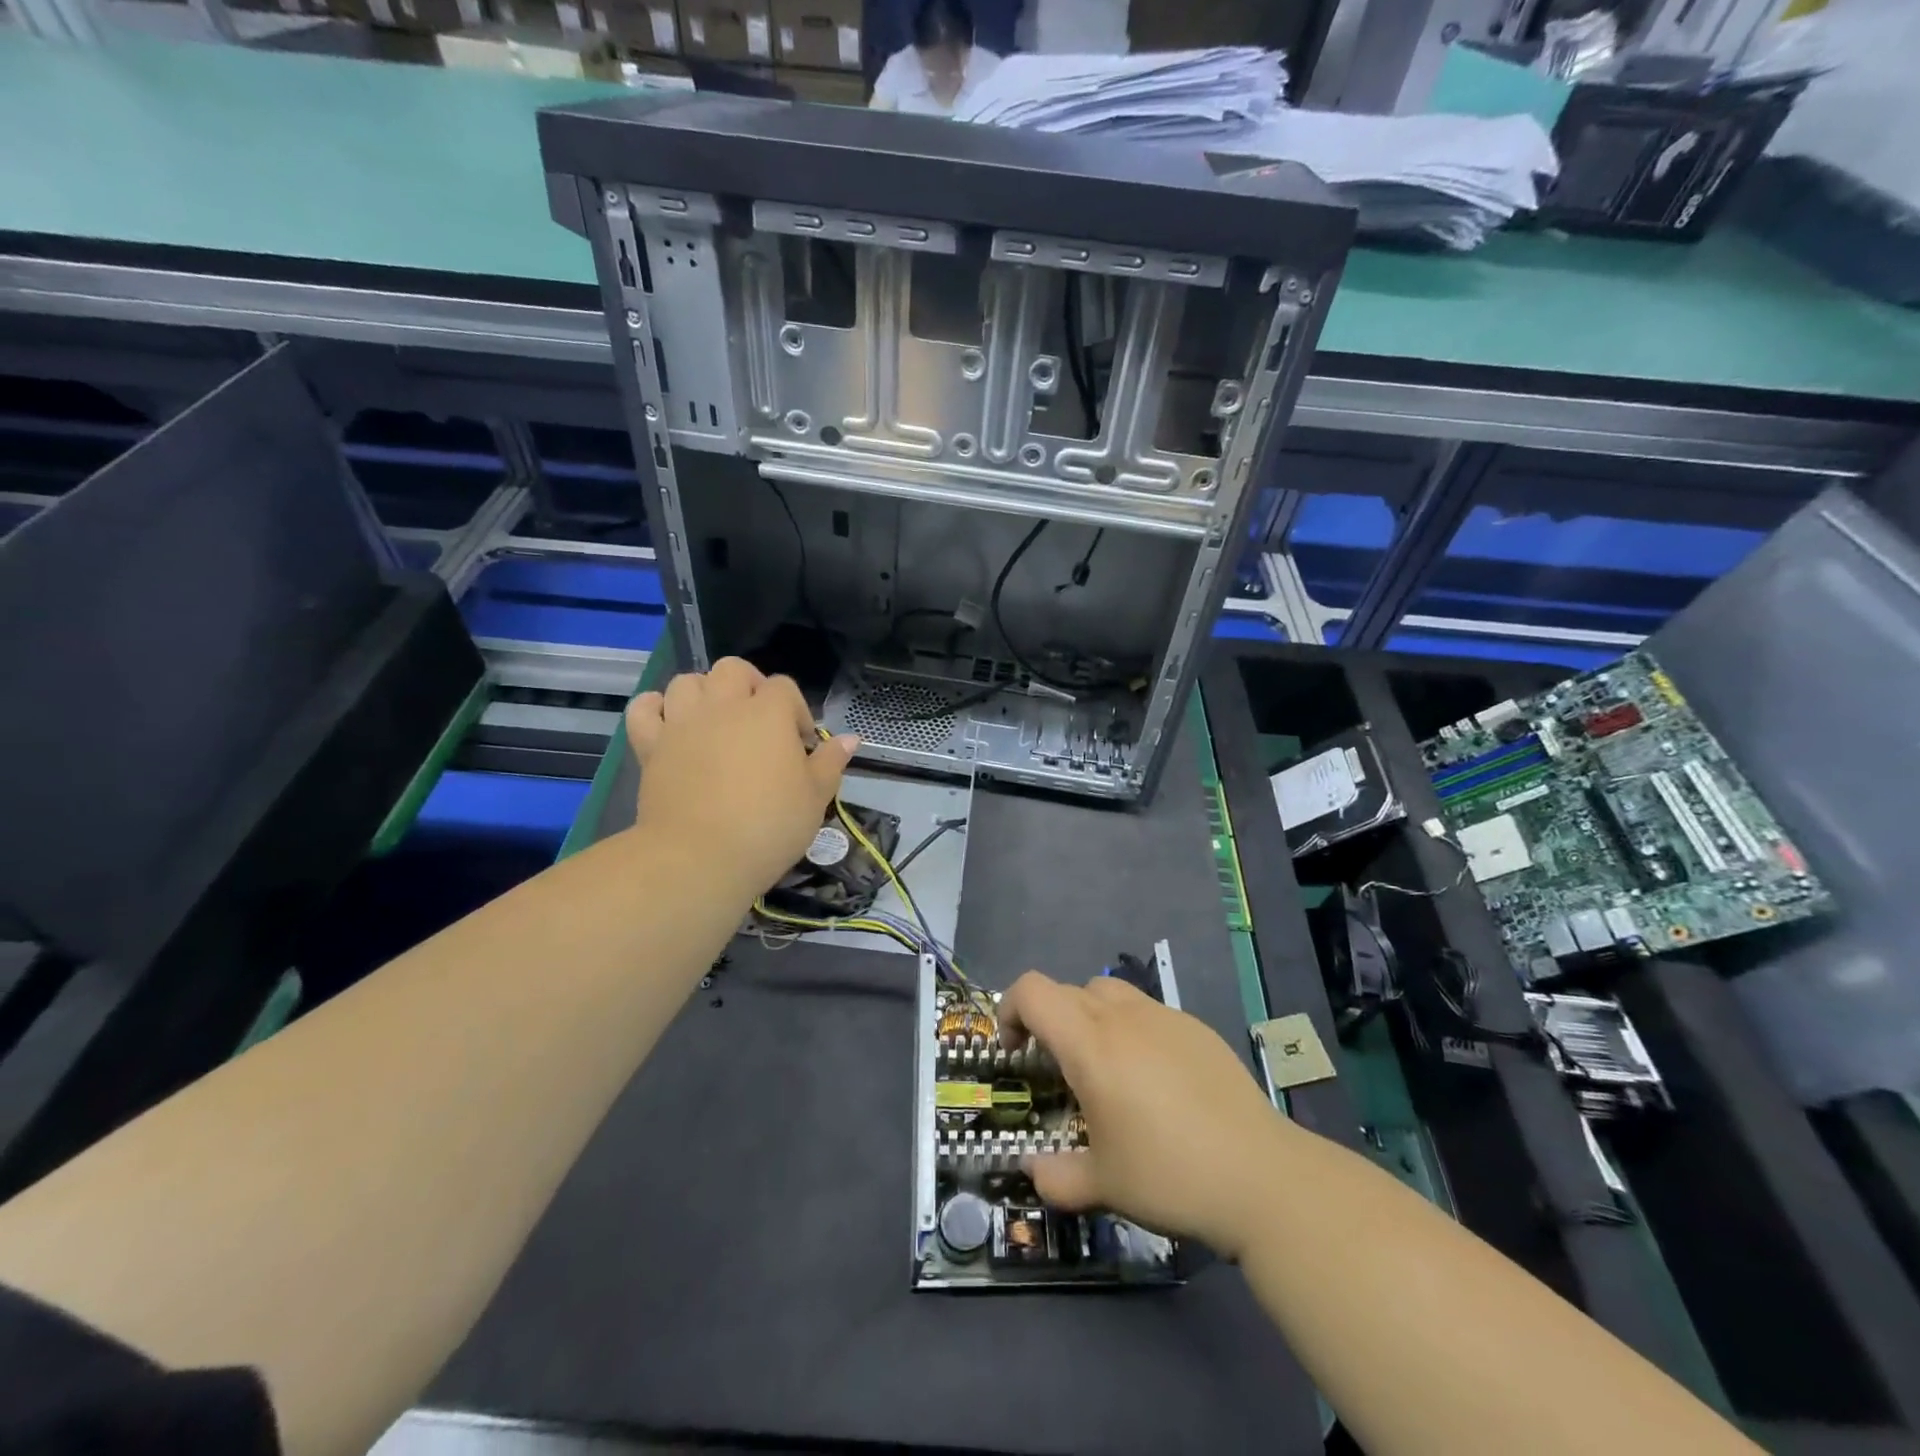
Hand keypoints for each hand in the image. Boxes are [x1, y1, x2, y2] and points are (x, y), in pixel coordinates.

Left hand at [625, 658, 858, 896]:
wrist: (700, 857)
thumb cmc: (769, 826)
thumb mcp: (815, 798)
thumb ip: (831, 762)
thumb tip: (850, 738)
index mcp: (769, 714)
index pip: (784, 688)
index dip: (796, 711)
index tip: (801, 746)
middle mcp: (724, 706)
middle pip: (733, 669)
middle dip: (749, 686)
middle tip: (759, 722)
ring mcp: (683, 723)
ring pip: (688, 681)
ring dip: (704, 692)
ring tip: (715, 721)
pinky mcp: (651, 745)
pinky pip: (644, 709)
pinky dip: (655, 708)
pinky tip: (669, 722)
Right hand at [999, 971, 1290, 1259]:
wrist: (1262, 1176)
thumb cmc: (1169, 1175)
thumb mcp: (1102, 1186)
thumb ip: (1055, 1177)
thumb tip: (1031, 1172)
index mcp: (1090, 1044)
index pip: (1032, 991)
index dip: (1010, 1009)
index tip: (1015, 1051)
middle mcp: (1123, 1017)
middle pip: (1067, 991)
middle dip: (1049, 1022)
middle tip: (1058, 1072)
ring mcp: (1164, 1016)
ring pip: (1108, 992)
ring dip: (1090, 1017)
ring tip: (1104, 1067)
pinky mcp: (1196, 1028)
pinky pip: (1148, 1011)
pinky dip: (1132, 1029)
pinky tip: (1154, 1079)